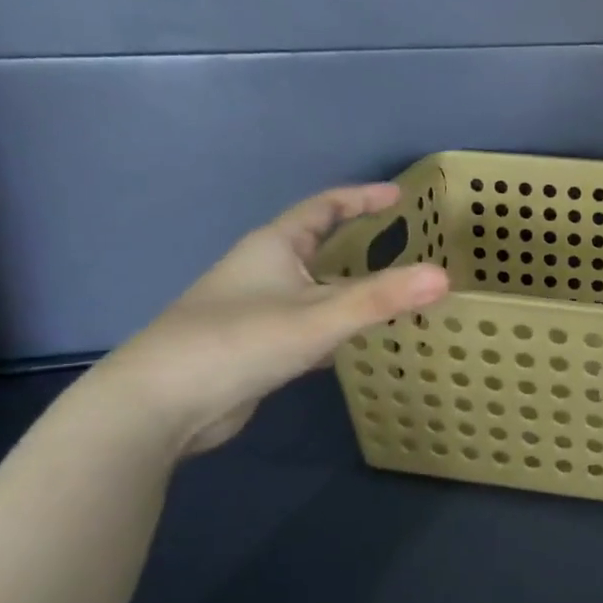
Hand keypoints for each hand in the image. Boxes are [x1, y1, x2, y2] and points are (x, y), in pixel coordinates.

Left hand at [94, 184, 449, 453]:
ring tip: (393, 292)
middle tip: (404, 244)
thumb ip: (382, 298)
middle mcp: (264, 271)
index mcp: (274, 247)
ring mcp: (256, 310)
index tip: (400, 196)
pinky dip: (334, 326)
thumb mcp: (318, 316)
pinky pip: (306, 325)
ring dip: (349, 288)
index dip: (361, 198)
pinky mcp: (254, 347)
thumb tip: (445, 277)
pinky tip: (354, 342)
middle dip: (359, 242)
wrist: (158, 406)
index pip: (323, 207)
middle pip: (318, 246)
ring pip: (313, 289)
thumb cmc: (238, 341)